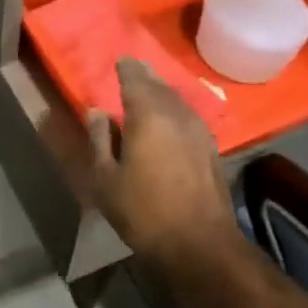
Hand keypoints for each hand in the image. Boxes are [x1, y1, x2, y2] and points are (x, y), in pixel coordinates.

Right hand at [87, 59, 242, 273]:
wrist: (200, 245)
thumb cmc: (144, 212)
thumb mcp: (105, 179)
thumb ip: (99, 140)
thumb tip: (96, 111)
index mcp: (148, 114)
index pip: (135, 78)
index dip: (125, 68)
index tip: (118, 62)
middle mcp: (177, 113)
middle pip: (159, 84)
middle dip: (144, 77)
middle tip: (131, 71)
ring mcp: (199, 130)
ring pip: (177, 100)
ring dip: (161, 93)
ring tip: (147, 93)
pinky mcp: (211, 148)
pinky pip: (188, 116)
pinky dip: (174, 111)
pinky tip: (168, 122)